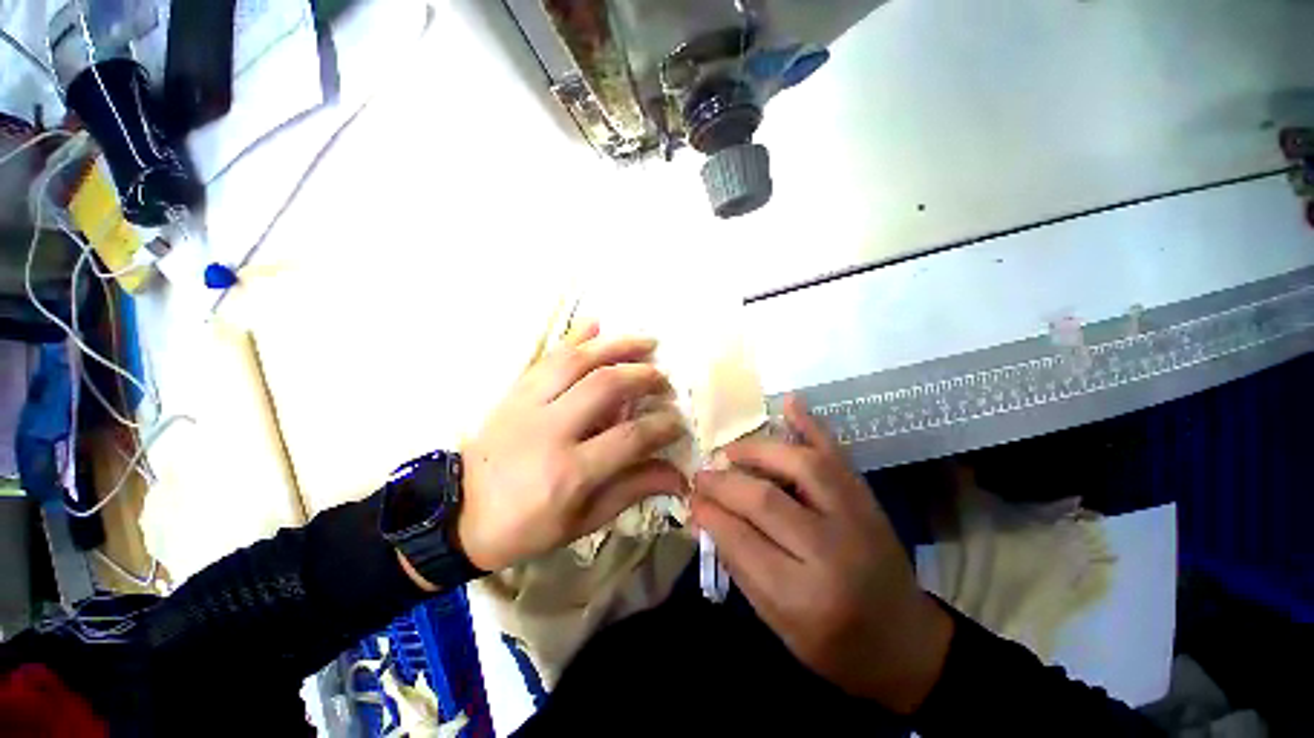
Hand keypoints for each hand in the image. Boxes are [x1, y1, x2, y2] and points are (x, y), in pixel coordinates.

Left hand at [457, 321, 687, 572]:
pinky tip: (596, 323)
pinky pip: (547, 357)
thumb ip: (631, 491)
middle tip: (663, 378)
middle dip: (643, 376)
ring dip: (616, 346)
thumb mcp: (582, 521)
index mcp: (570, 471)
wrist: (457, 515)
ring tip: (645, 341)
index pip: (629, 436)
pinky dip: (574, 337)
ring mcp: (528, 405)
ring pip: (577, 361)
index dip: (661, 426)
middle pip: (605, 386)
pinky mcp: (515, 392)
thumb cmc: (525, 527)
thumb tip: (676, 475)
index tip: (678, 422)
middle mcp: (550, 430)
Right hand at [690, 396, 953, 713]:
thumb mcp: (777, 622)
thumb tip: (705, 515)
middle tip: (702, 474)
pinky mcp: (867, 499)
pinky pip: (837, 454)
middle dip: (725, 482)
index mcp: (804, 598)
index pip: (742, 540)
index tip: (691, 497)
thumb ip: (739, 563)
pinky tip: (789, 403)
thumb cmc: (835, 645)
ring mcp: (856, 517)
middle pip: (766, 500)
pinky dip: (811, 425)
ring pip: (801, 466)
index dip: (710, 513)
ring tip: (731, 451)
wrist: (904, 642)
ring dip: (758, 452)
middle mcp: (832, 552)